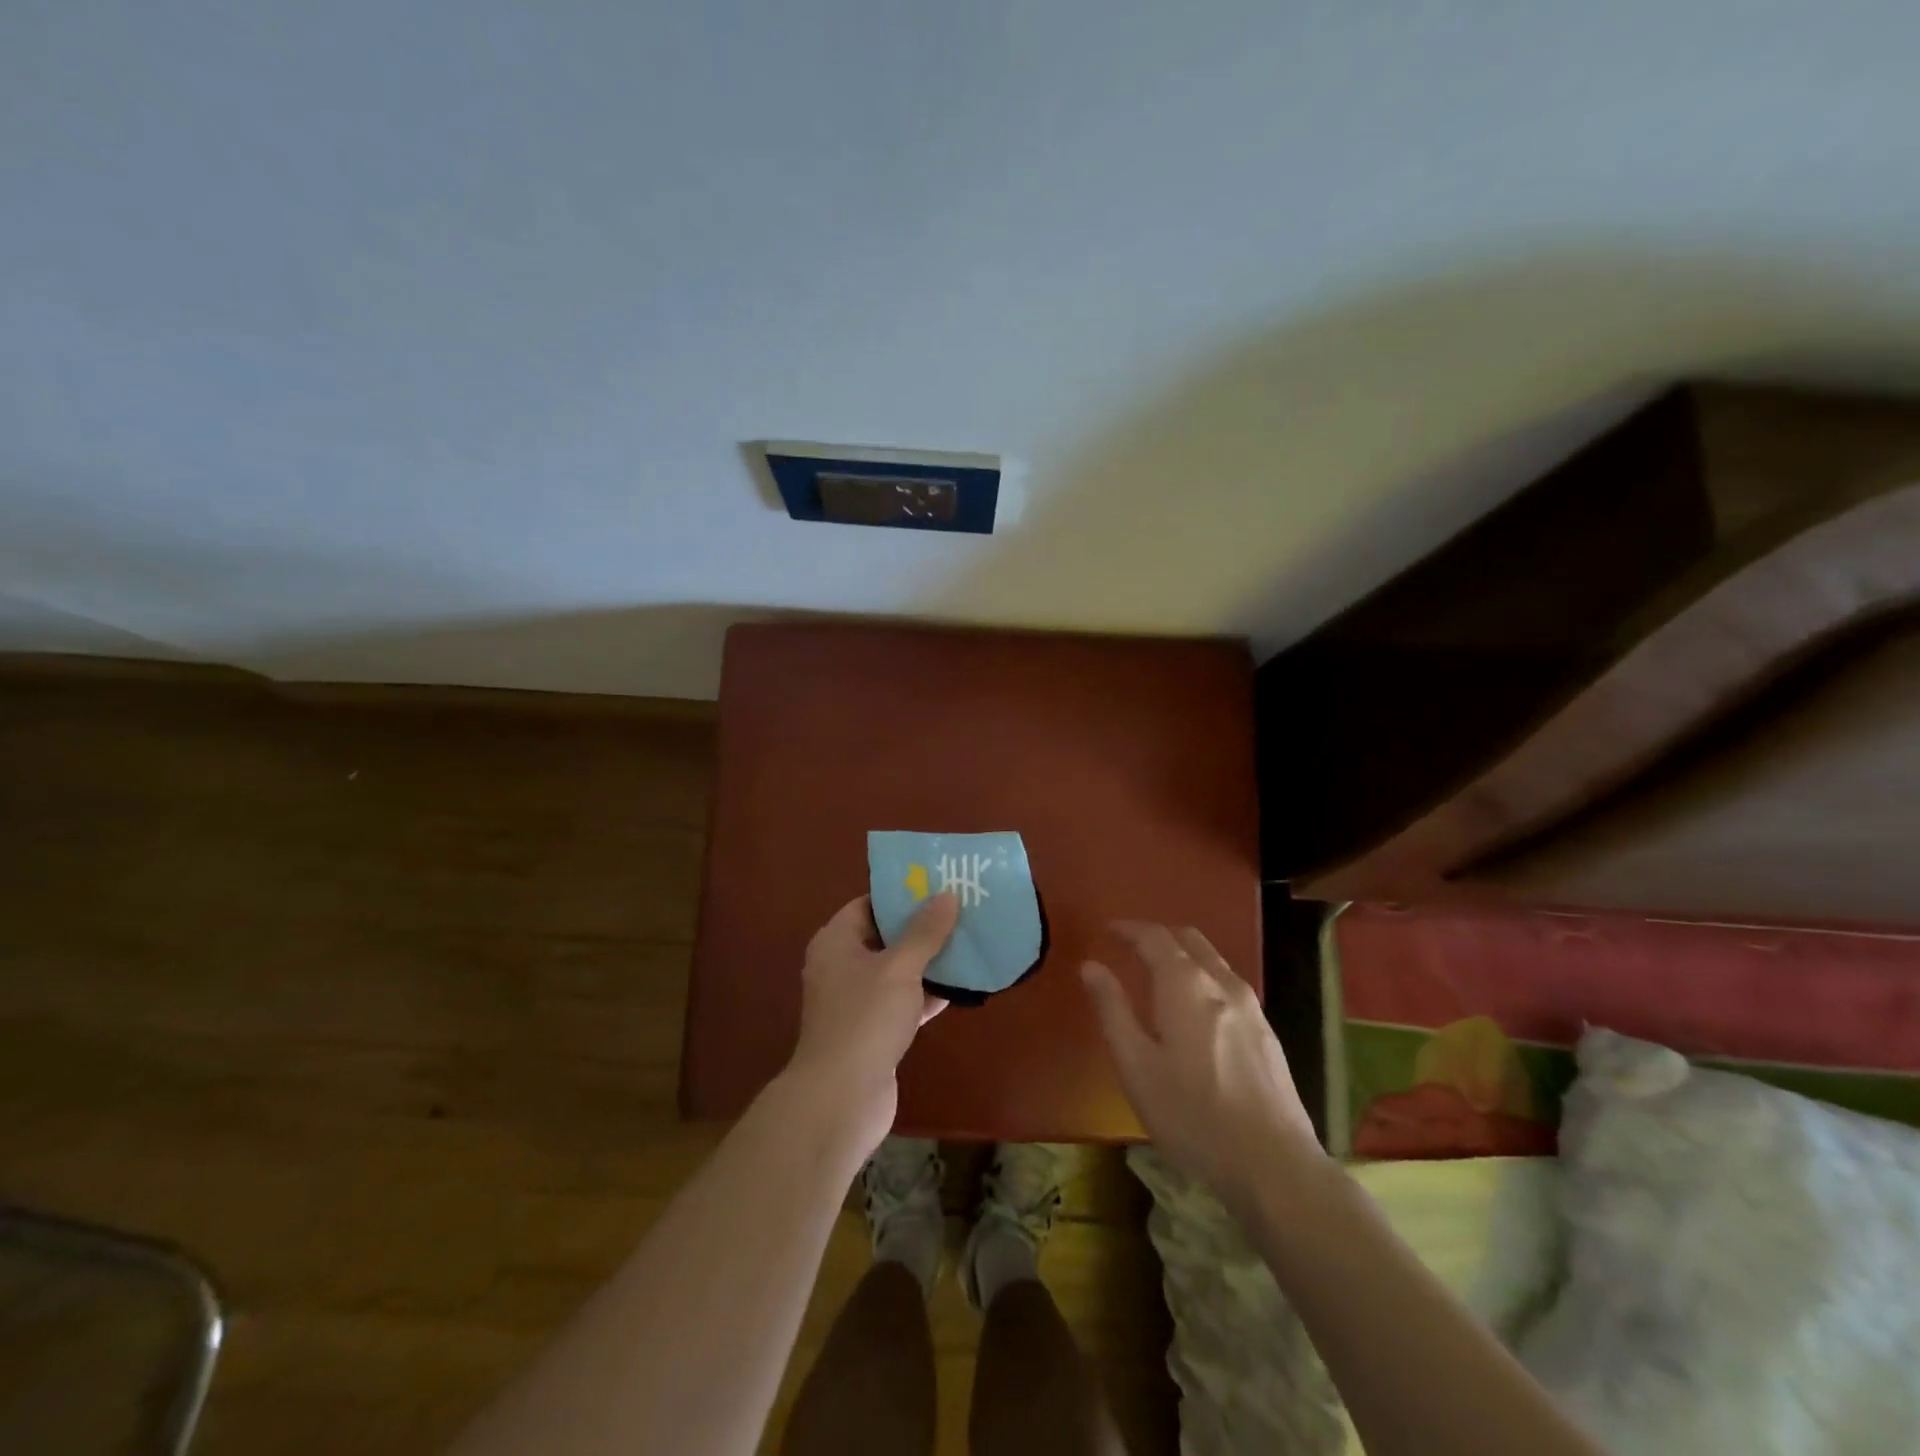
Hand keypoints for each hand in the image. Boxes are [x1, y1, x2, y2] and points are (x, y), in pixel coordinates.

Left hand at [785, 892, 958, 1157]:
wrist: (841, 1099)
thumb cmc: (865, 1020)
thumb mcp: (899, 968)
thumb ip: (924, 932)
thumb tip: (946, 896)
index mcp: (836, 942)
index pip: (868, 904)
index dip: (901, 894)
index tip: (937, 885)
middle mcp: (841, 966)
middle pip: (885, 936)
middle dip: (922, 927)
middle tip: (961, 911)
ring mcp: (857, 1002)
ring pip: (897, 971)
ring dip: (929, 961)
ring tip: (968, 942)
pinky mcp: (873, 1031)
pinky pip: (903, 1001)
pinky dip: (927, 994)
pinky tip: (961, 986)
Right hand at [1082, 923, 1320, 1212]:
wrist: (1273, 1165)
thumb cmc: (1192, 1115)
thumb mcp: (1136, 1066)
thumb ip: (1112, 1010)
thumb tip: (1090, 966)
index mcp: (1185, 984)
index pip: (1154, 937)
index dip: (1129, 929)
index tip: (1108, 931)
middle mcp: (1221, 983)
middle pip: (1189, 939)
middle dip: (1158, 936)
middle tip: (1131, 947)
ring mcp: (1251, 1007)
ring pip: (1213, 961)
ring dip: (1184, 955)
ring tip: (1160, 974)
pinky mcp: (1267, 1033)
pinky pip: (1228, 985)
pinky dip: (1204, 977)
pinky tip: (1196, 1010)